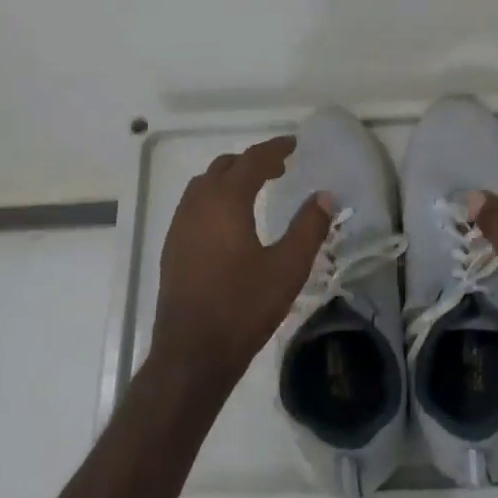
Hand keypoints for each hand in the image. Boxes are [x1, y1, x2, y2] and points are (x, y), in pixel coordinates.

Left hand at [153, 136, 332, 389]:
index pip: (251, 161)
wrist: (192, 353)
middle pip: (224, 167)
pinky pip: (194, 206)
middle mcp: (197, 205)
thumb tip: (324, 196)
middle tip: (279, 168)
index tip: (293, 144)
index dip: (274, 149)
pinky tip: (230, 222)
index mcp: (225, 201)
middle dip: (251, 162)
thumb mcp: (287, 268)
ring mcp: (179, 226)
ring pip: (204, 185)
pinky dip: (214, 198)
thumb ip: (308, 227)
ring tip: (255, 190)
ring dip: (230, 179)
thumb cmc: (243, 307)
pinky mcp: (172, 247)